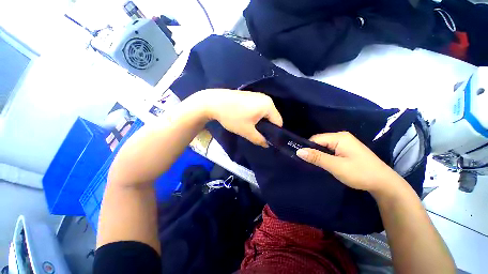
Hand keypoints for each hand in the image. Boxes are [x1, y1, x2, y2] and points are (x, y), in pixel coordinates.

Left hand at [188, 89, 282, 146]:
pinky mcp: (250, 96)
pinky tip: (247, 119)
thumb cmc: (233, 116)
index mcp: (268, 105)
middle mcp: (266, 98)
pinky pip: (258, 108)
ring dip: (260, 122)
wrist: (214, 102)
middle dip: (267, 127)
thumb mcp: (247, 131)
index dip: (274, 133)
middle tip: (258, 135)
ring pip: (264, 113)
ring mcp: (257, 96)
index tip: (267, 140)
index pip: (278, 122)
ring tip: (252, 128)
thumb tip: (267, 145)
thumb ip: (259, 139)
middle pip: (272, 117)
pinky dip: (256, 116)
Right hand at [296, 132, 400, 192]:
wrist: (384, 183)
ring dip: (319, 155)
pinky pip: (330, 150)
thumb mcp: (336, 166)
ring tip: (316, 164)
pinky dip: (325, 156)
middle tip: (310, 163)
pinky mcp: (346, 150)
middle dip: (313, 152)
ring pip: (324, 147)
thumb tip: (299, 151)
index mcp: (339, 137)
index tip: (302, 158)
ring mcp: (345, 143)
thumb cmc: (360, 173)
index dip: (308, 148)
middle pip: (319, 142)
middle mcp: (341, 137)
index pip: (316, 139)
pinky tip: (325, 163)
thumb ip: (317, 157)